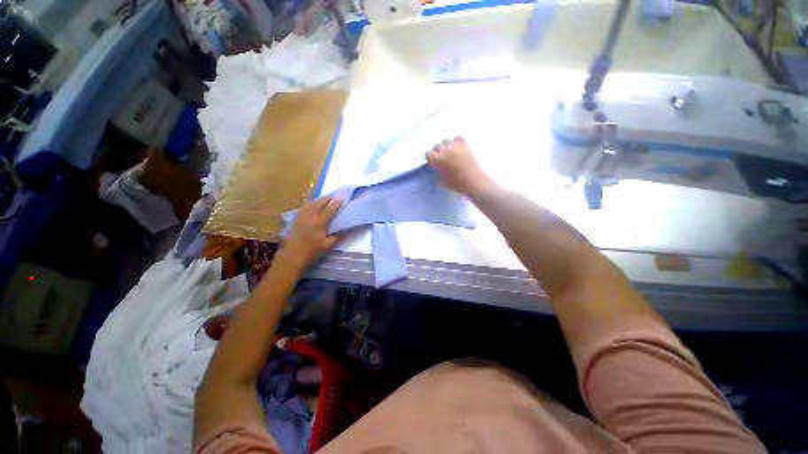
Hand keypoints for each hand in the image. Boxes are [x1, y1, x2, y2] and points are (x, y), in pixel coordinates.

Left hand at [280, 196, 343, 267]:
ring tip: (324, 198)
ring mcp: (301, 217)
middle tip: (334, 195)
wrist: (291, 257)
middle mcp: (310, 216)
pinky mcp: (295, 220)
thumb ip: (338, 237)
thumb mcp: (327, 246)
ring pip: (310, 204)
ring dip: (318, 200)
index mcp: (319, 222)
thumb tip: (347, 231)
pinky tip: (311, 205)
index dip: (336, 203)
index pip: (329, 209)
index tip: (342, 198)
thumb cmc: (311, 252)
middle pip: (319, 203)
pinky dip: (310, 204)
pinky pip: (304, 207)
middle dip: (327, 198)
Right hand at [426, 136, 493, 195]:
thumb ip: (438, 172)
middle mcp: (444, 150)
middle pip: (436, 146)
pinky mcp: (464, 144)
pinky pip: (457, 138)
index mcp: (437, 160)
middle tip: (443, 157)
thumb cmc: (457, 184)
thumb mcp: (443, 181)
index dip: (431, 158)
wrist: (474, 181)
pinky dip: (457, 142)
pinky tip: (459, 148)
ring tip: (452, 152)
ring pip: (446, 141)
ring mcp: (454, 146)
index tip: (434, 162)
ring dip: (447, 146)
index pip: (428, 154)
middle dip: (438, 151)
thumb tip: (437, 169)